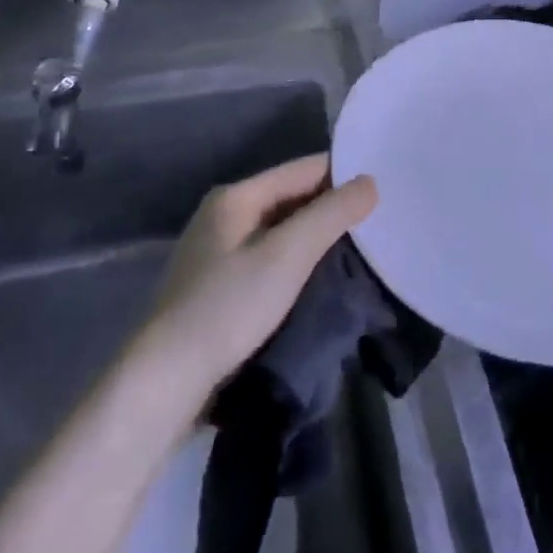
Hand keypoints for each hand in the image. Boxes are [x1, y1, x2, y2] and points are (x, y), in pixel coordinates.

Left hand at [148, 154, 378, 395]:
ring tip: (363, 250)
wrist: (165, 383)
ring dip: (318, 238)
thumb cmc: (228, 308)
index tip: (386, 191)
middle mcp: (224, 216)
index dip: (345, 176)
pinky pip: (271, 259)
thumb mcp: (288, 255)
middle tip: (381, 223)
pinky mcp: (220, 287)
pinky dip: (299, 262)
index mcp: (236, 196)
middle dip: (333, 209)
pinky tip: (323, 279)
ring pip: (283, 231)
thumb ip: (332, 214)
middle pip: (293, 198)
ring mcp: (219, 253)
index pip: (304, 169)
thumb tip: (370, 182)